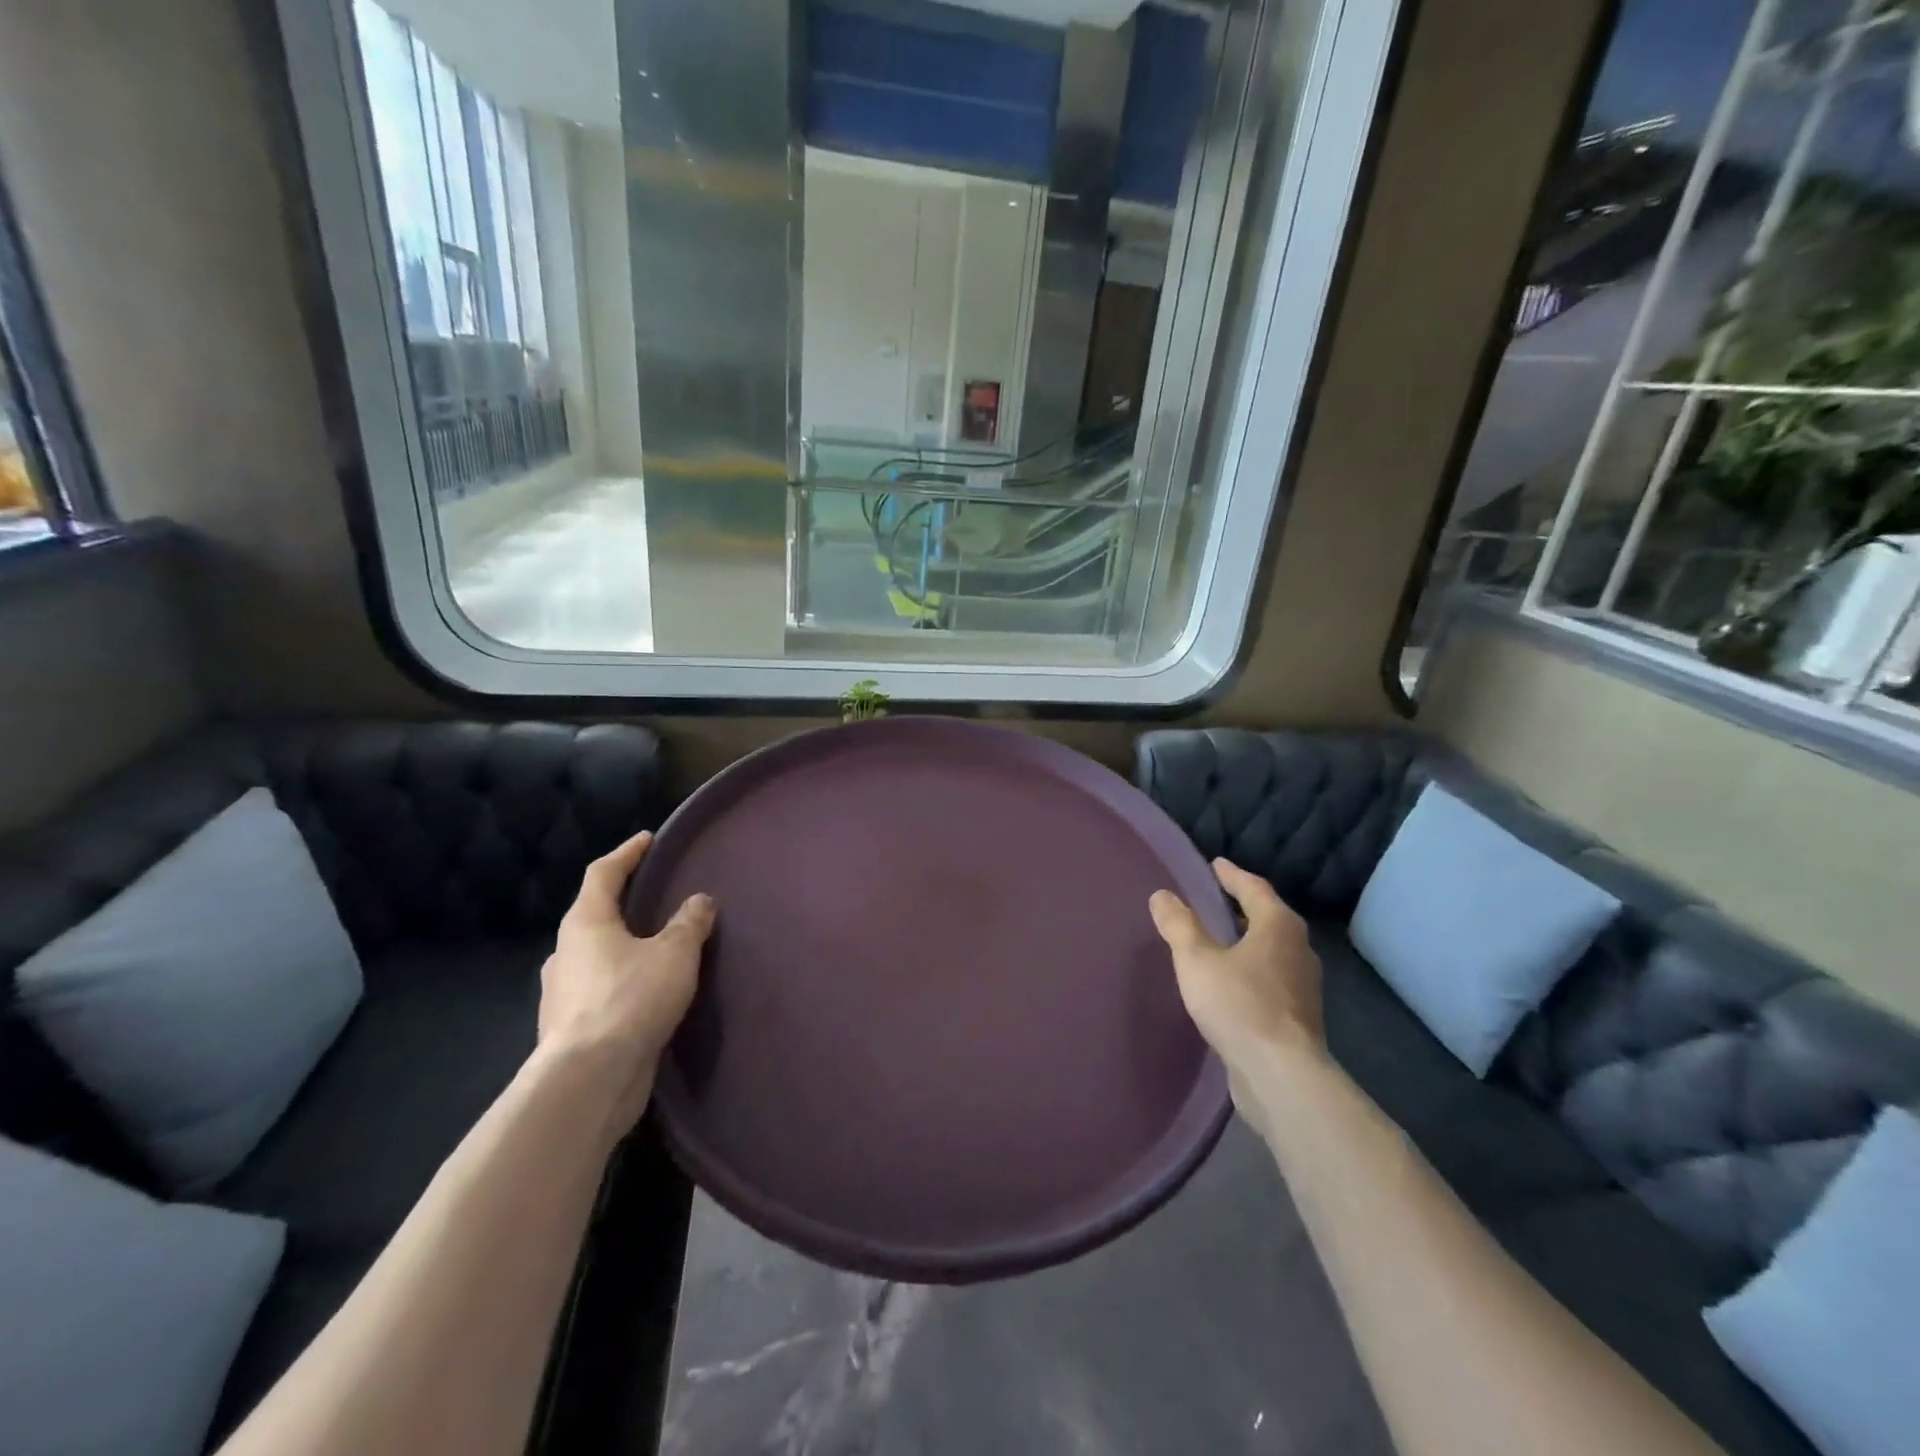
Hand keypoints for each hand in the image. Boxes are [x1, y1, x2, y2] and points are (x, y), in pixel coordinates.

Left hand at [538, 830, 714, 1128]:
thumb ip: (689, 923)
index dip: (627, 853)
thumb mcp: (674, 954)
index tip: (648, 840)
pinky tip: (647, 993)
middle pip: (595, 914)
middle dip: (624, 902)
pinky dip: (622, 981)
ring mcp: (563, 992)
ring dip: (623, 946)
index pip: (603, 873)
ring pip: (596, 955)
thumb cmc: (630, 999)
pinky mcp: (570, 1027)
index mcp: (586, 922)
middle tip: (656, 896)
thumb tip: (700, 901)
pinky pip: (600, 990)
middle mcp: (566, 952)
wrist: (588, 1080)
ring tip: (657, 947)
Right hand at [1149, 859, 1324, 1081]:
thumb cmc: (1239, 1005)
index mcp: (1278, 926)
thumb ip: (1179, 926)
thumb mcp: (1197, 960)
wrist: (1281, 1076)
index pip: (1255, 889)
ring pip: (1273, 949)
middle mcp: (1299, 950)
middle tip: (1216, 898)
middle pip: (1269, 917)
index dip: (1232, 875)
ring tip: (1221, 938)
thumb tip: (1162, 895)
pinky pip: (1271, 977)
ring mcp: (1303, 985)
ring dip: (1248, 939)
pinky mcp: (1298, 1016)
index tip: (1215, 864)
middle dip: (1243, 906)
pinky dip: (1252, 968)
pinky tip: (1232, 981)